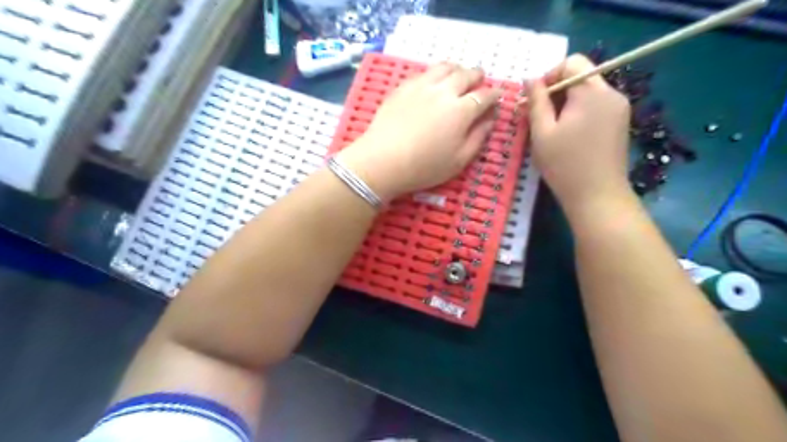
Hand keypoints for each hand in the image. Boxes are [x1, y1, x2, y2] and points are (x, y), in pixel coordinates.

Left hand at [341, 64, 500, 202]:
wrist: (382, 161)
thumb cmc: (424, 167)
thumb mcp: (459, 160)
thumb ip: (478, 137)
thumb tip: (490, 119)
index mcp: (462, 111)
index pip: (485, 96)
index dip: (494, 95)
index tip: (497, 97)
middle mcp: (444, 91)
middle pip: (467, 74)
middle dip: (478, 76)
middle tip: (480, 81)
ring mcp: (421, 86)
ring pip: (445, 67)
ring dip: (457, 69)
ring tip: (459, 75)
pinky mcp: (403, 87)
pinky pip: (424, 72)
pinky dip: (435, 73)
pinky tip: (433, 82)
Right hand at [528, 52, 631, 213]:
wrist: (598, 197)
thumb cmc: (565, 165)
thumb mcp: (542, 132)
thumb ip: (536, 101)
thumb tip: (529, 78)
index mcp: (591, 92)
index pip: (570, 63)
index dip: (548, 77)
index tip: (533, 101)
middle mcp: (611, 93)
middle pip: (580, 76)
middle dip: (556, 92)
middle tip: (537, 117)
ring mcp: (619, 108)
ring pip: (587, 92)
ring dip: (566, 104)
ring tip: (551, 129)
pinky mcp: (621, 123)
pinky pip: (596, 106)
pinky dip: (579, 113)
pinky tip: (568, 136)